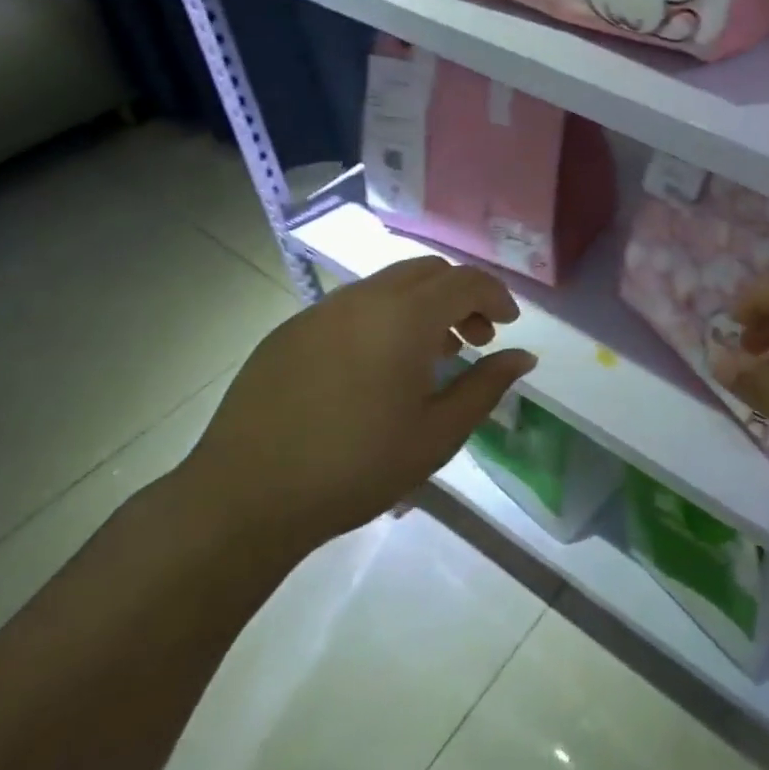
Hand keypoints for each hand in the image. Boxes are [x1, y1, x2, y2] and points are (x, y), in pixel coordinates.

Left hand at [177, 256, 535, 557]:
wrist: (245, 497)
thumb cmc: (355, 468)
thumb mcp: (437, 435)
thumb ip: (486, 387)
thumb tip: (523, 357)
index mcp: (404, 317)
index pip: (466, 281)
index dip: (496, 296)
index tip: (508, 326)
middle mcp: (364, 298)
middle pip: (428, 272)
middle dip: (460, 296)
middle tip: (473, 340)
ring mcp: (322, 310)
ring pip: (388, 285)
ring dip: (421, 306)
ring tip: (429, 356)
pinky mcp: (290, 330)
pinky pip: (352, 306)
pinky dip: (382, 318)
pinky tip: (375, 368)